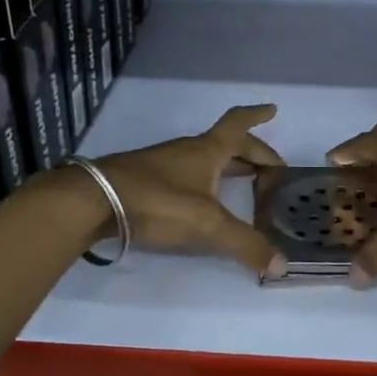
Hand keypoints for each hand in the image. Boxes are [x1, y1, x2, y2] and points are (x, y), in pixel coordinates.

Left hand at [94, 104, 285, 273]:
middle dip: (251, 152)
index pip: (238, 125)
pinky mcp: (146, 181)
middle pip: (226, 144)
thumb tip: (282, 266)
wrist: (94, 201)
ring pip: (205, 158)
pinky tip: (202, 199)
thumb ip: (245, 245)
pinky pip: (187, 174)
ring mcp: (163, 164)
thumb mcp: (207, 224)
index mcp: (207, 151)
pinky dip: (205, 180)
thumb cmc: (158, 201)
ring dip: (227, 165)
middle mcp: (187, 151)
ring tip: (243, 180)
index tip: (273, 109)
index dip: (257, 116)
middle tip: (270, 167)